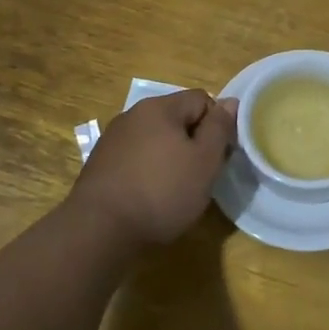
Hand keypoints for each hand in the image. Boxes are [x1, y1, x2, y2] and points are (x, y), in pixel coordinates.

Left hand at [70, 90, 238, 246]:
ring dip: (170, 157)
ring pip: (156, 139)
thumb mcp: (204, 161)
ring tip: (175, 189)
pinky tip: (149, 196)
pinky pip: (136, 157)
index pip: (201, 99)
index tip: (219, 155)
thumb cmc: (161, 192)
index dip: (217, 125)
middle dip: (193, 142)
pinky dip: (148, 170)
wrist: (99, 230)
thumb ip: (220, 128)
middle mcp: (132, 114)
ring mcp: (113, 139)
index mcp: (159, 107)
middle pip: (177, 118)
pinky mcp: (100, 163)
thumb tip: (230, 102)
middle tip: (200, 175)